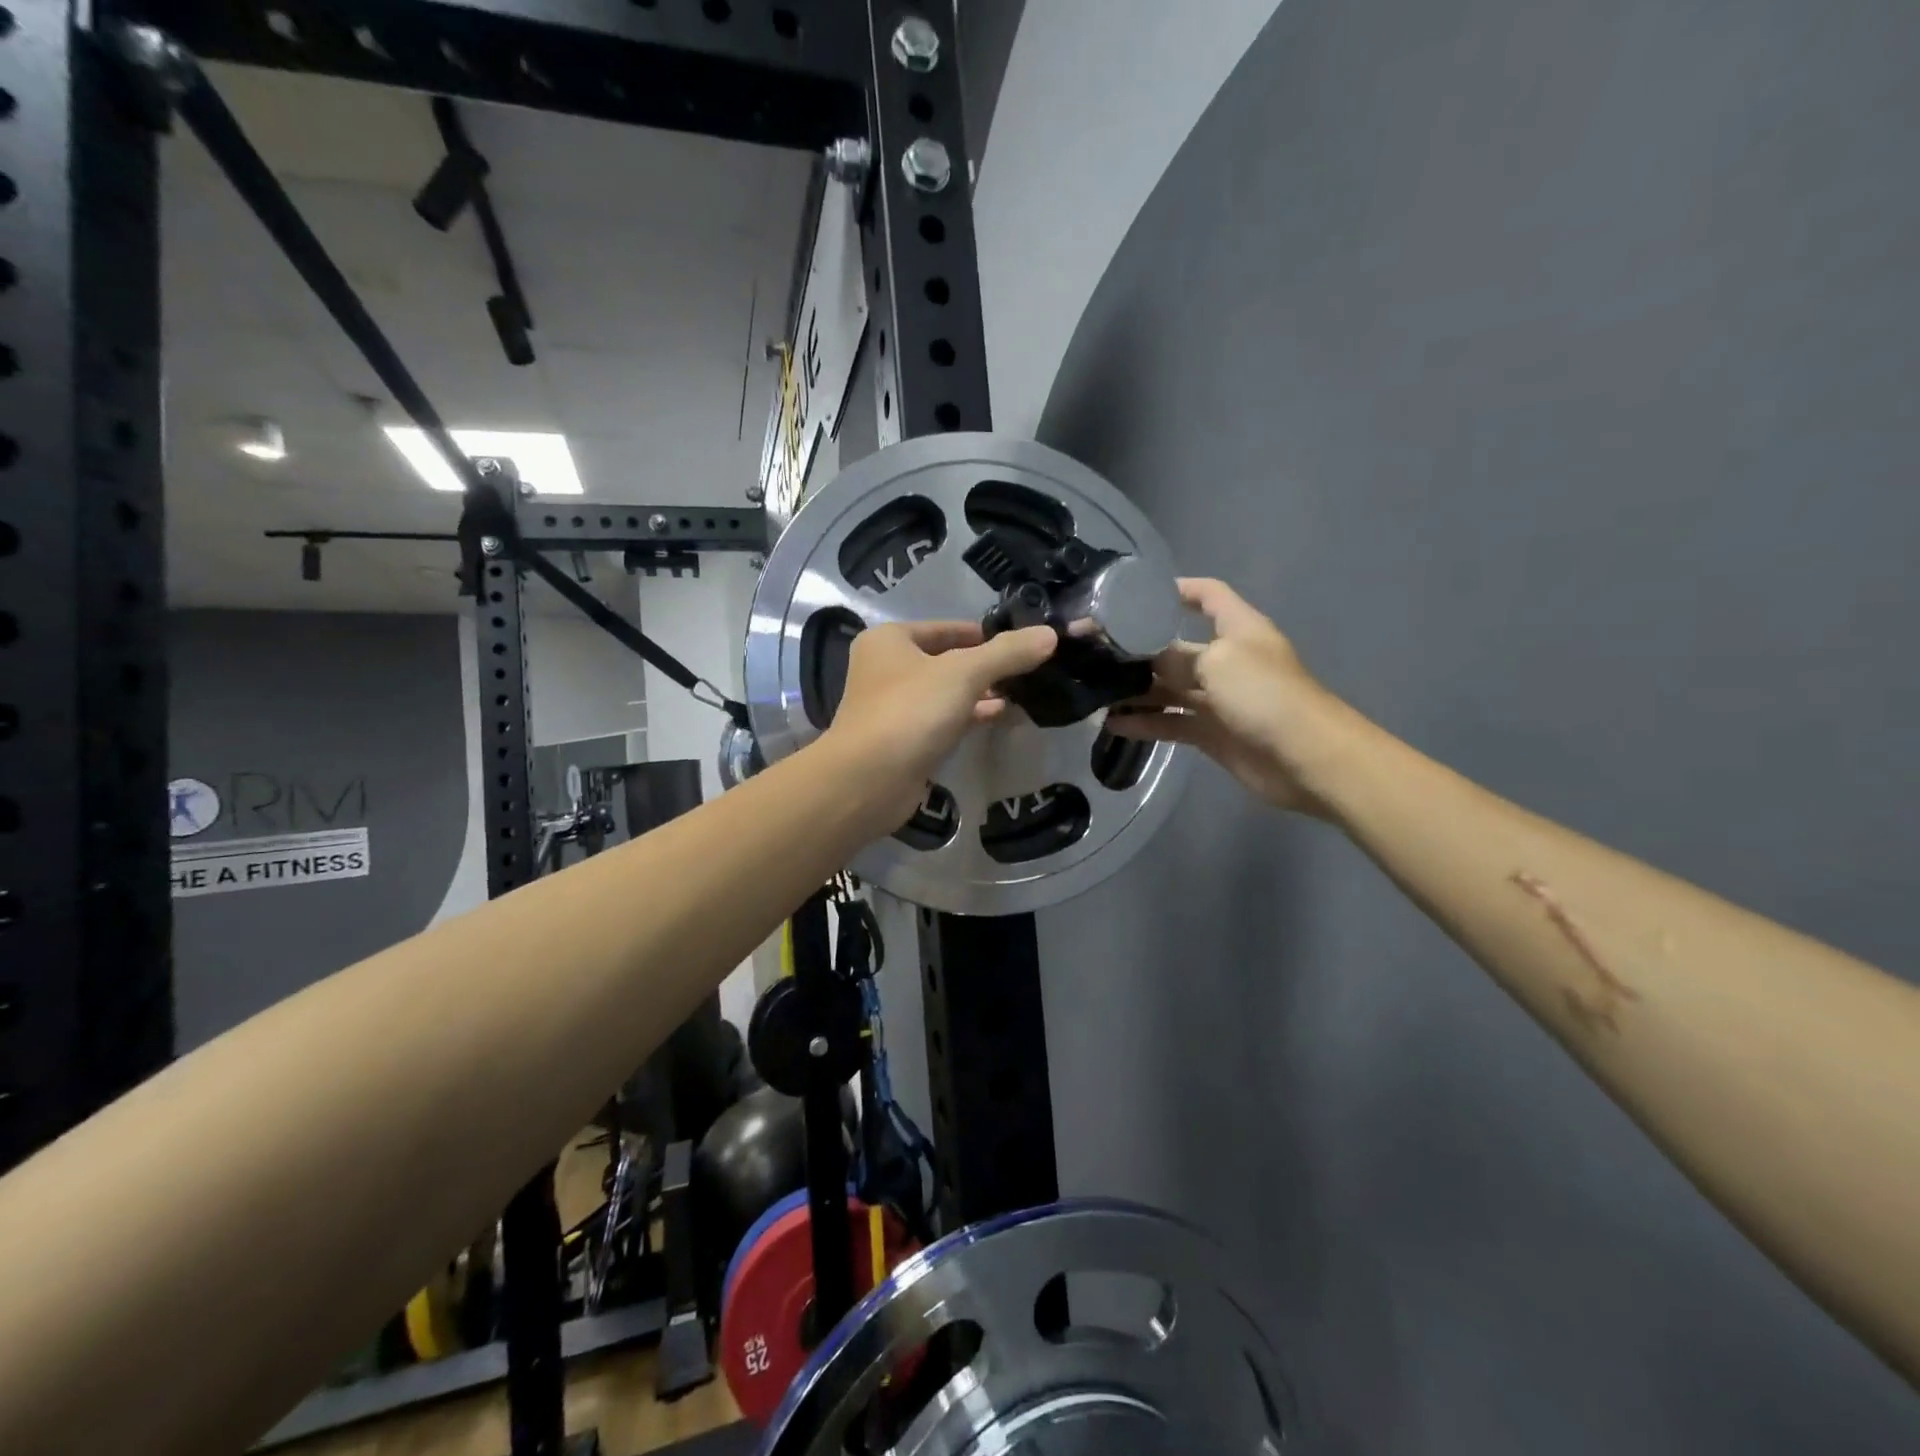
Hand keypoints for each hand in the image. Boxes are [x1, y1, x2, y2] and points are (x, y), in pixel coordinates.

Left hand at [823, 620, 1057, 830]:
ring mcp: (893, 707)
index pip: (947, 627)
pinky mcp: (903, 740)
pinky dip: (969, 716)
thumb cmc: (911, 712)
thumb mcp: (964, 673)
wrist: (868, 781)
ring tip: (1021, 693)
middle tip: (1028, 670)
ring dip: (981, 693)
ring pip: (946, 692)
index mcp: (890, 640)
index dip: (986, 634)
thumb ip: (1007, 653)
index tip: (1024, 642)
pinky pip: (943, 719)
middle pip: (947, 659)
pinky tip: (1001, 717)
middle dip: (987, 666)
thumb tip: (1050, 634)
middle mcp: (886, 668)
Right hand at [1107, 579, 1351, 813]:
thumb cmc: (1266, 695)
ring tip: (1096, 691)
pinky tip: (1113, 724)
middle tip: (1094, 653)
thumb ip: (1176, 659)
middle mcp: (1226, 659)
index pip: (1207, 595)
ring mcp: (1219, 698)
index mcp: (1237, 629)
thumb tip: (1144, 662)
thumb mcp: (1218, 663)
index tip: (1135, 596)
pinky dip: (1145, 722)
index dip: (1177, 590)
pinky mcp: (1212, 733)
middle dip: (1140, 650)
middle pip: (1177, 647)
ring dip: (1136, 690)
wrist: (1307, 758)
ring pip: (1169, 688)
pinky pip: (1171, 721)